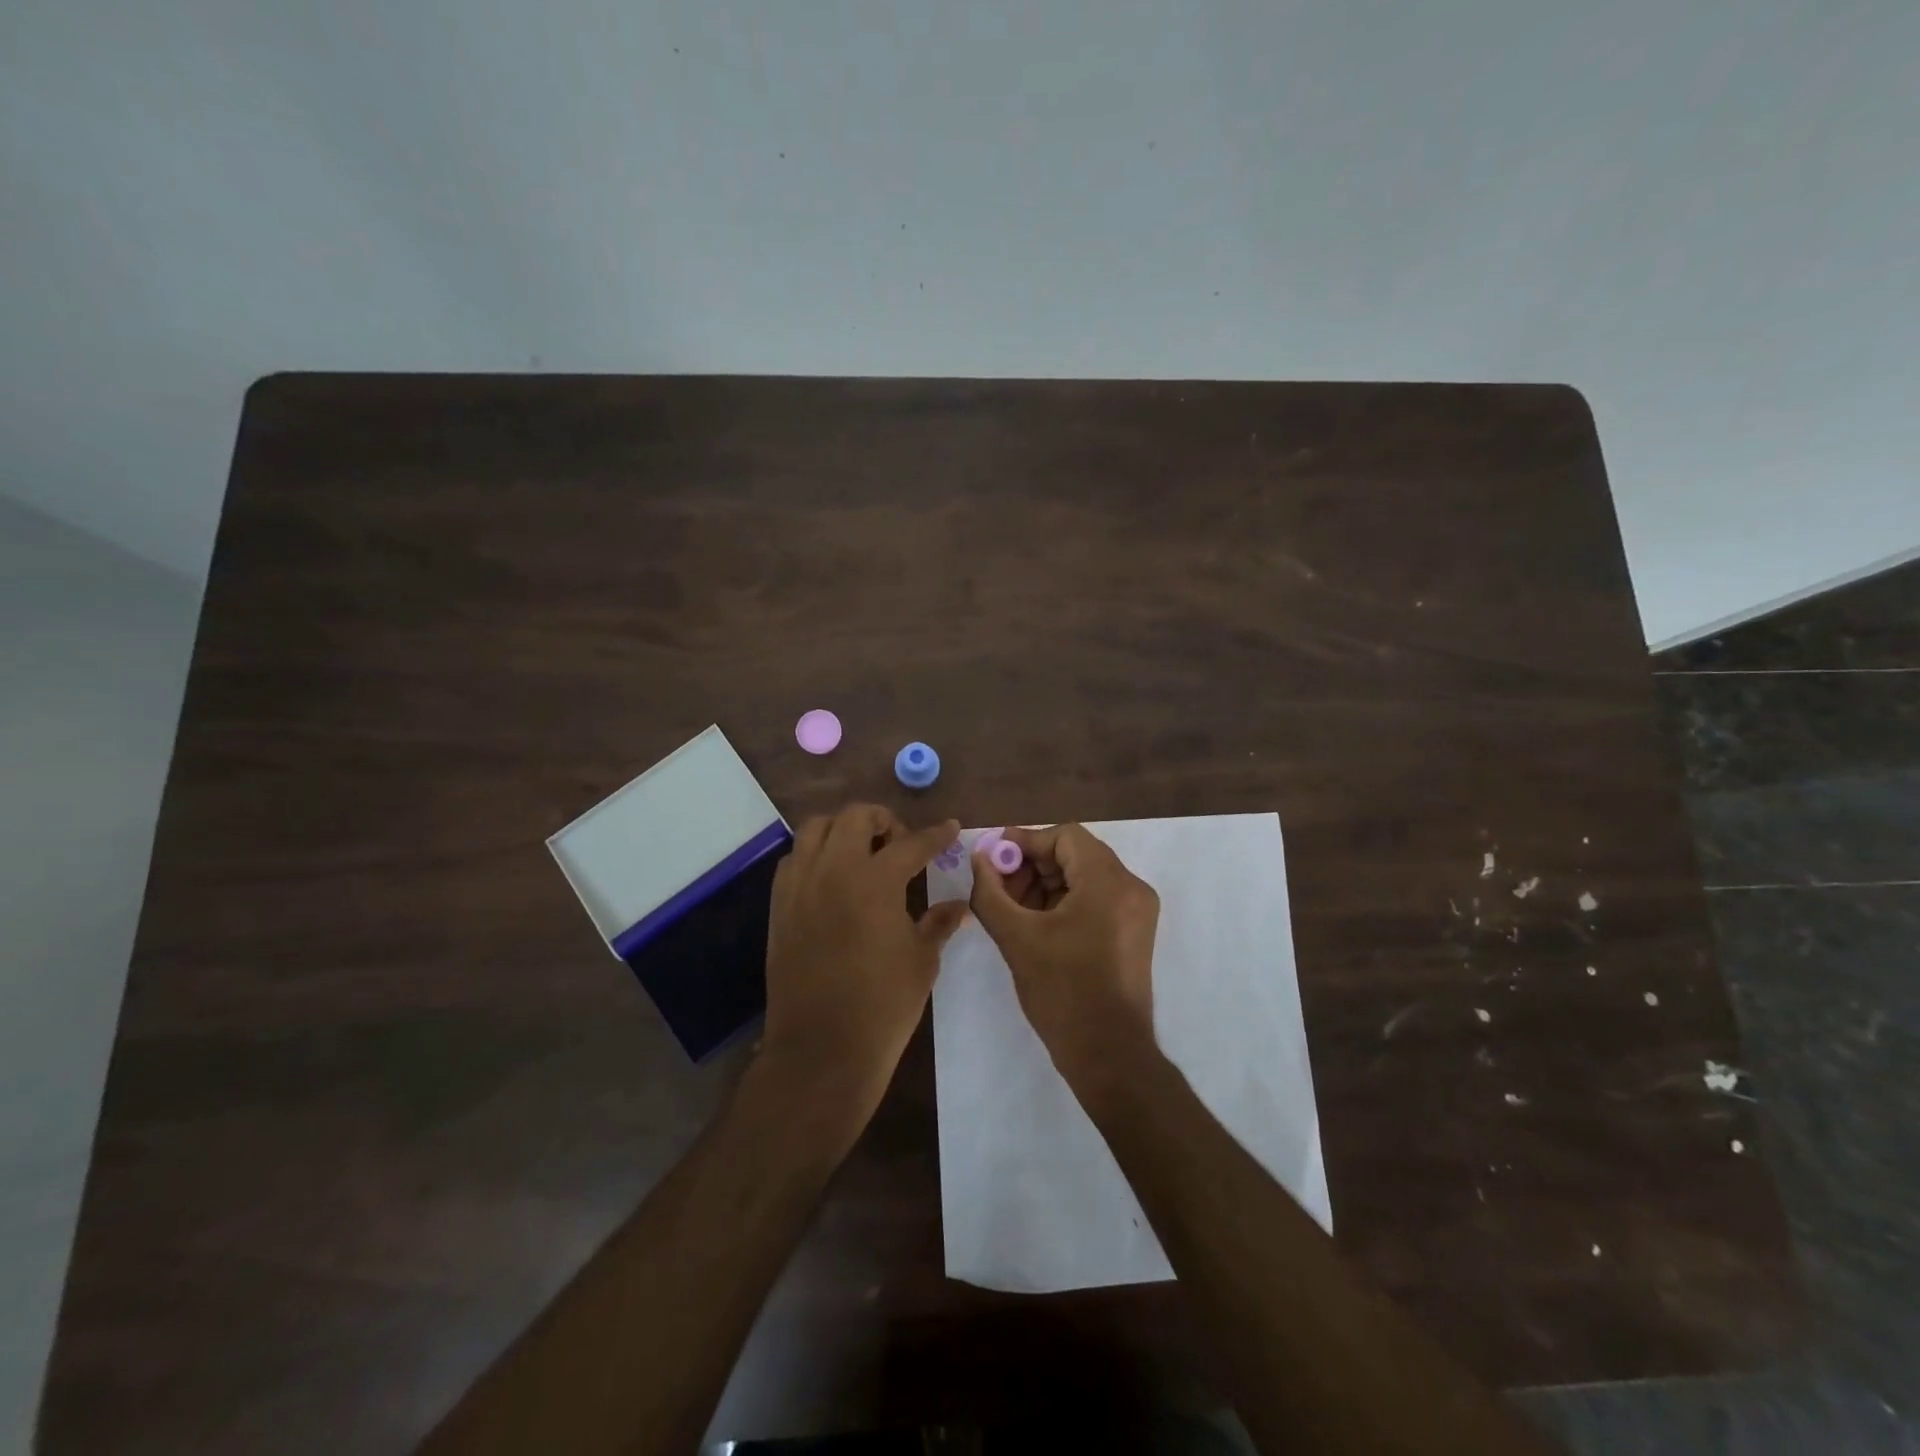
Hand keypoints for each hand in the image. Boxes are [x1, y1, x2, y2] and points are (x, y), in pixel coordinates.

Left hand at [761, 805, 967, 1115]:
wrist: (822, 1048)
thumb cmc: (883, 1005)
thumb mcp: (923, 960)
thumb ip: (939, 922)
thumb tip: (959, 904)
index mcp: (875, 880)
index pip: (912, 843)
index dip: (935, 835)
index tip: (949, 827)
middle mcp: (833, 870)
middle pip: (855, 817)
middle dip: (883, 820)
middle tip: (899, 843)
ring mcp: (800, 885)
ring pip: (815, 829)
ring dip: (843, 829)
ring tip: (862, 852)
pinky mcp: (779, 906)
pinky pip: (794, 860)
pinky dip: (815, 855)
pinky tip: (832, 879)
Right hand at [966, 823, 1160, 1090]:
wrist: (1109, 1055)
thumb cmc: (1062, 992)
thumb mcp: (1017, 937)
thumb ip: (990, 892)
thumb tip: (978, 857)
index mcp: (1109, 881)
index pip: (1065, 836)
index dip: (1025, 842)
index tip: (993, 859)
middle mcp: (1131, 887)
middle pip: (1076, 854)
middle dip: (1032, 865)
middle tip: (998, 886)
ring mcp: (1137, 911)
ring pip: (1084, 877)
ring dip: (1046, 884)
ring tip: (1011, 908)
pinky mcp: (1134, 932)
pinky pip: (1096, 899)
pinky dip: (1064, 902)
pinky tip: (1035, 923)